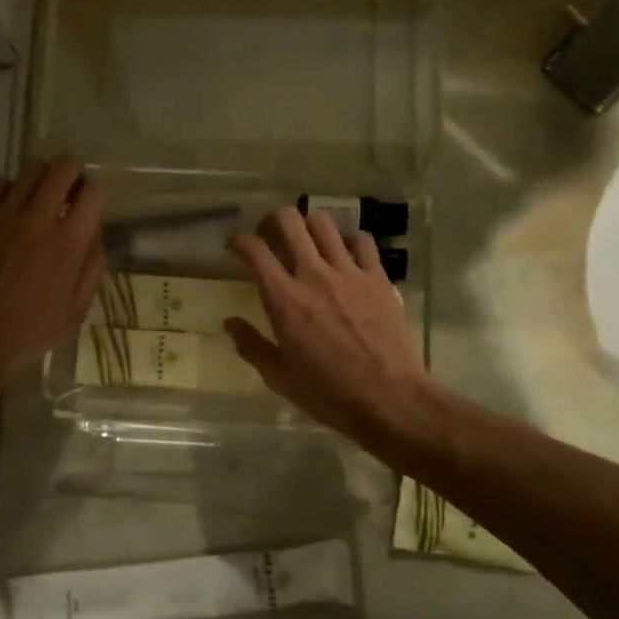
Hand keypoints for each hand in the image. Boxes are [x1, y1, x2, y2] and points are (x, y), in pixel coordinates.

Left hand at [0, 158, 105, 380]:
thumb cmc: (26, 334)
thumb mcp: (74, 313)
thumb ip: (91, 269)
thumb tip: (94, 234)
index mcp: (68, 245)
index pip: (93, 193)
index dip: (95, 194)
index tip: (89, 204)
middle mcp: (37, 219)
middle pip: (62, 167)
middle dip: (72, 173)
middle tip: (68, 190)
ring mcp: (1, 214)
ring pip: (30, 169)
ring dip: (41, 179)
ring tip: (36, 198)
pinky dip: (6, 189)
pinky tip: (5, 209)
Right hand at [225, 207, 431, 443]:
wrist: (388, 397)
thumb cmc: (328, 394)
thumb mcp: (280, 378)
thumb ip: (252, 346)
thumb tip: (230, 322)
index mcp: (284, 300)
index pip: (254, 251)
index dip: (239, 241)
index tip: (235, 247)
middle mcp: (314, 275)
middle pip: (289, 222)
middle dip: (272, 221)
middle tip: (270, 236)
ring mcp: (349, 273)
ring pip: (324, 223)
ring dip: (308, 226)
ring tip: (307, 241)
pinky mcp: (378, 277)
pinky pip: (362, 241)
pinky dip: (348, 240)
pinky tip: (345, 254)